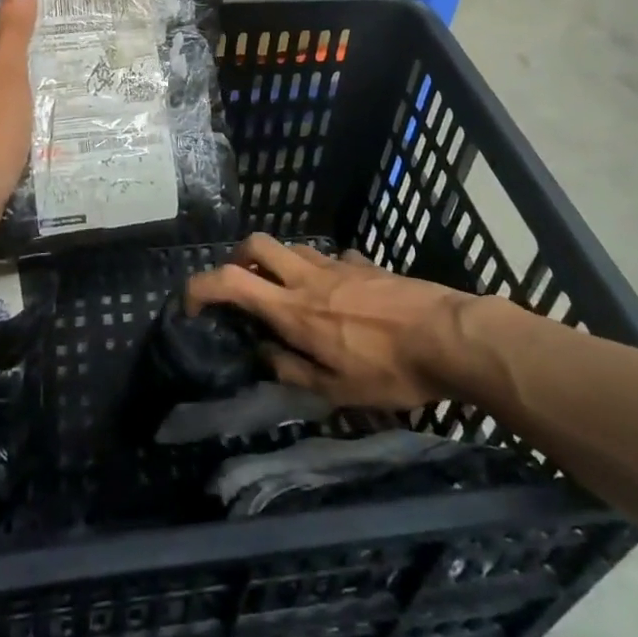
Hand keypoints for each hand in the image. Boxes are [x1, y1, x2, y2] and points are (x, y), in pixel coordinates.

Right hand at [185, 234, 481, 409]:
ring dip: (279, 263)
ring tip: (289, 294)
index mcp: (293, 309)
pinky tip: (340, 294)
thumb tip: (264, 353)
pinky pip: (333, 258)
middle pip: (255, 244)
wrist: (448, 336)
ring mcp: (337, 265)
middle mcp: (307, 277)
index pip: (231, 281)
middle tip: (243, 288)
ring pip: (293, 247)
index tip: (190, 303)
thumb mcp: (337, 391)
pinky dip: (324, 271)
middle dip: (238, 258)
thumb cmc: (389, 371)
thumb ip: (293, 371)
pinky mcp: (365, 263)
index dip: (200, 286)